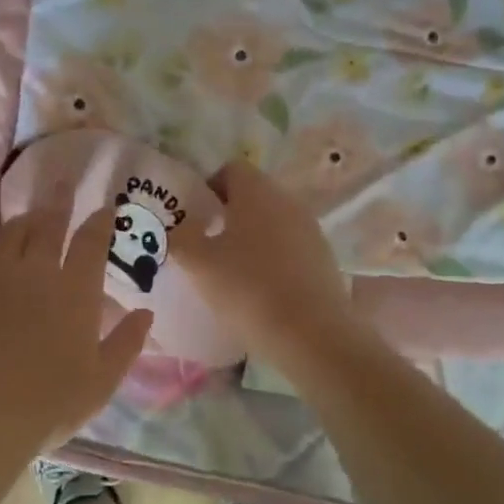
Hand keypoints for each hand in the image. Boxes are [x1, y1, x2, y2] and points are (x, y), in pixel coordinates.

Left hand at [0, 205, 152, 454]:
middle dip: (59, 200)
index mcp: (74, 291)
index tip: (105, 206)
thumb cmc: (47, 404)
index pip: (91, 241)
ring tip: (30, 215)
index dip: (100, 220)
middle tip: (63, 183)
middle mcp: (34, 272)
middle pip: (48, 224)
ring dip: (24, 220)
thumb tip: (146, 312)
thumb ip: (127, 343)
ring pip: (10, 234)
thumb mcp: (101, 382)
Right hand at [172, 161, 359, 372]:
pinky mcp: (324, 258)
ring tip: (233, 272)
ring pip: (273, 222)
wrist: (310, 333)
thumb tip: (179, 228)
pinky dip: (274, 259)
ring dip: (252, 238)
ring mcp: (311, 230)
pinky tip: (262, 290)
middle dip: (229, 215)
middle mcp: (288, 202)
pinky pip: (291, 247)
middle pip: (254, 196)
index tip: (196, 218)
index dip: (209, 188)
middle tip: (208, 246)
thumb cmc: (247, 289)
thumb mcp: (198, 264)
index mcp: (257, 192)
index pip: (231, 169)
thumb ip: (181, 238)